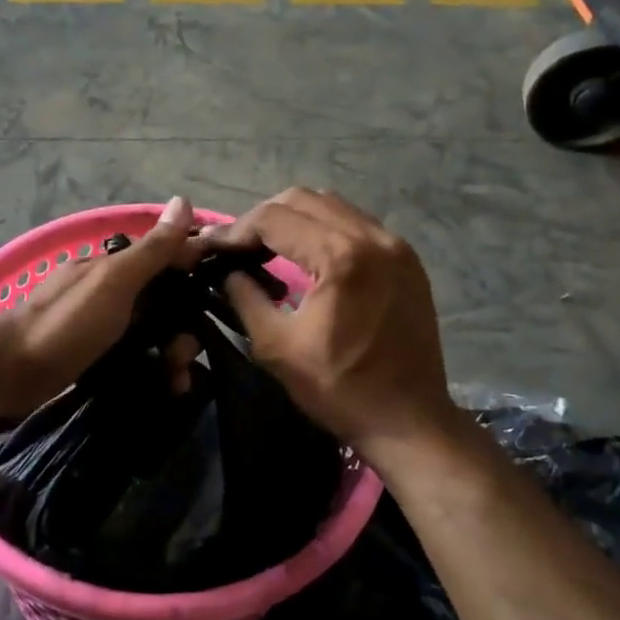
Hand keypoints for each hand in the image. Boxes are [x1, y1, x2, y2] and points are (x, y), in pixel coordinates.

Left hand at [0, 196, 202, 415]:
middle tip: (184, 358)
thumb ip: (151, 250)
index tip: (224, 298)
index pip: (167, 260)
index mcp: (114, 268)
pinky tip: (166, 387)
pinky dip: (155, 370)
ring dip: (173, 354)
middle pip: (165, 304)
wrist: (9, 375)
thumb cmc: (65, 323)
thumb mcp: (113, 282)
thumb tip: (184, 200)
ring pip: (154, 334)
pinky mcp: (97, 358)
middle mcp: (112, 293)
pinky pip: (138, 358)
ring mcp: (103, 327)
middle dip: (184, 329)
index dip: (195, 275)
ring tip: (177, 380)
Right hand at [204, 188, 453, 453]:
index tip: (210, 248)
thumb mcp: (277, 347)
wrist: (408, 420)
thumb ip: (245, 298)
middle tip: (238, 247)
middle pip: (302, 199)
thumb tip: (227, 272)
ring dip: (294, 219)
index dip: (234, 230)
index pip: (273, 218)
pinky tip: (308, 256)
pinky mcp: (407, 259)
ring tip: (269, 248)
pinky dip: (325, 229)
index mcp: (340, 256)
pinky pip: (357, 223)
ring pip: (332, 205)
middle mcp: (372, 237)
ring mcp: (396, 245)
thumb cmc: (340, 388)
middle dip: (262, 218)